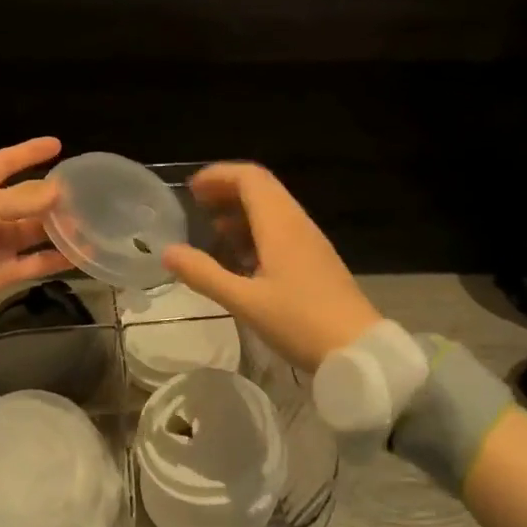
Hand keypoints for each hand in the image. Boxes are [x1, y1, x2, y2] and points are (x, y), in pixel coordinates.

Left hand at [0, 137, 71, 337]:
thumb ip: (23, 197)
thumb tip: (57, 190)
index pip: (3, 162)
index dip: (28, 152)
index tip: (57, 145)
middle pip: (22, 199)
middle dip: (49, 196)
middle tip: (83, 193)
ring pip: (30, 231)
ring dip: (56, 227)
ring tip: (87, 223)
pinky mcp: (0, 273)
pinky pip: (34, 262)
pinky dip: (55, 258)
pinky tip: (81, 253)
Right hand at [161, 163, 379, 370]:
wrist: (358, 350)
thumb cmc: (299, 323)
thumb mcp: (244, 302)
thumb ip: (204, 274)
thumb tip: (168, 252)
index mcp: (280, 225)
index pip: (249, 178)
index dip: (218, 176)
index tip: (191, 190)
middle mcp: (297, 224)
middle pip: (262, 188)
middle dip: (227, 190)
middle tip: (197, 206)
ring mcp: (310, 242)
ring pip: (273, 210)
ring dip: (241, 212)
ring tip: (213, 232)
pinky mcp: (316, 260)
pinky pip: (282, 231)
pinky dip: (256, 232)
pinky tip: (242, 259)